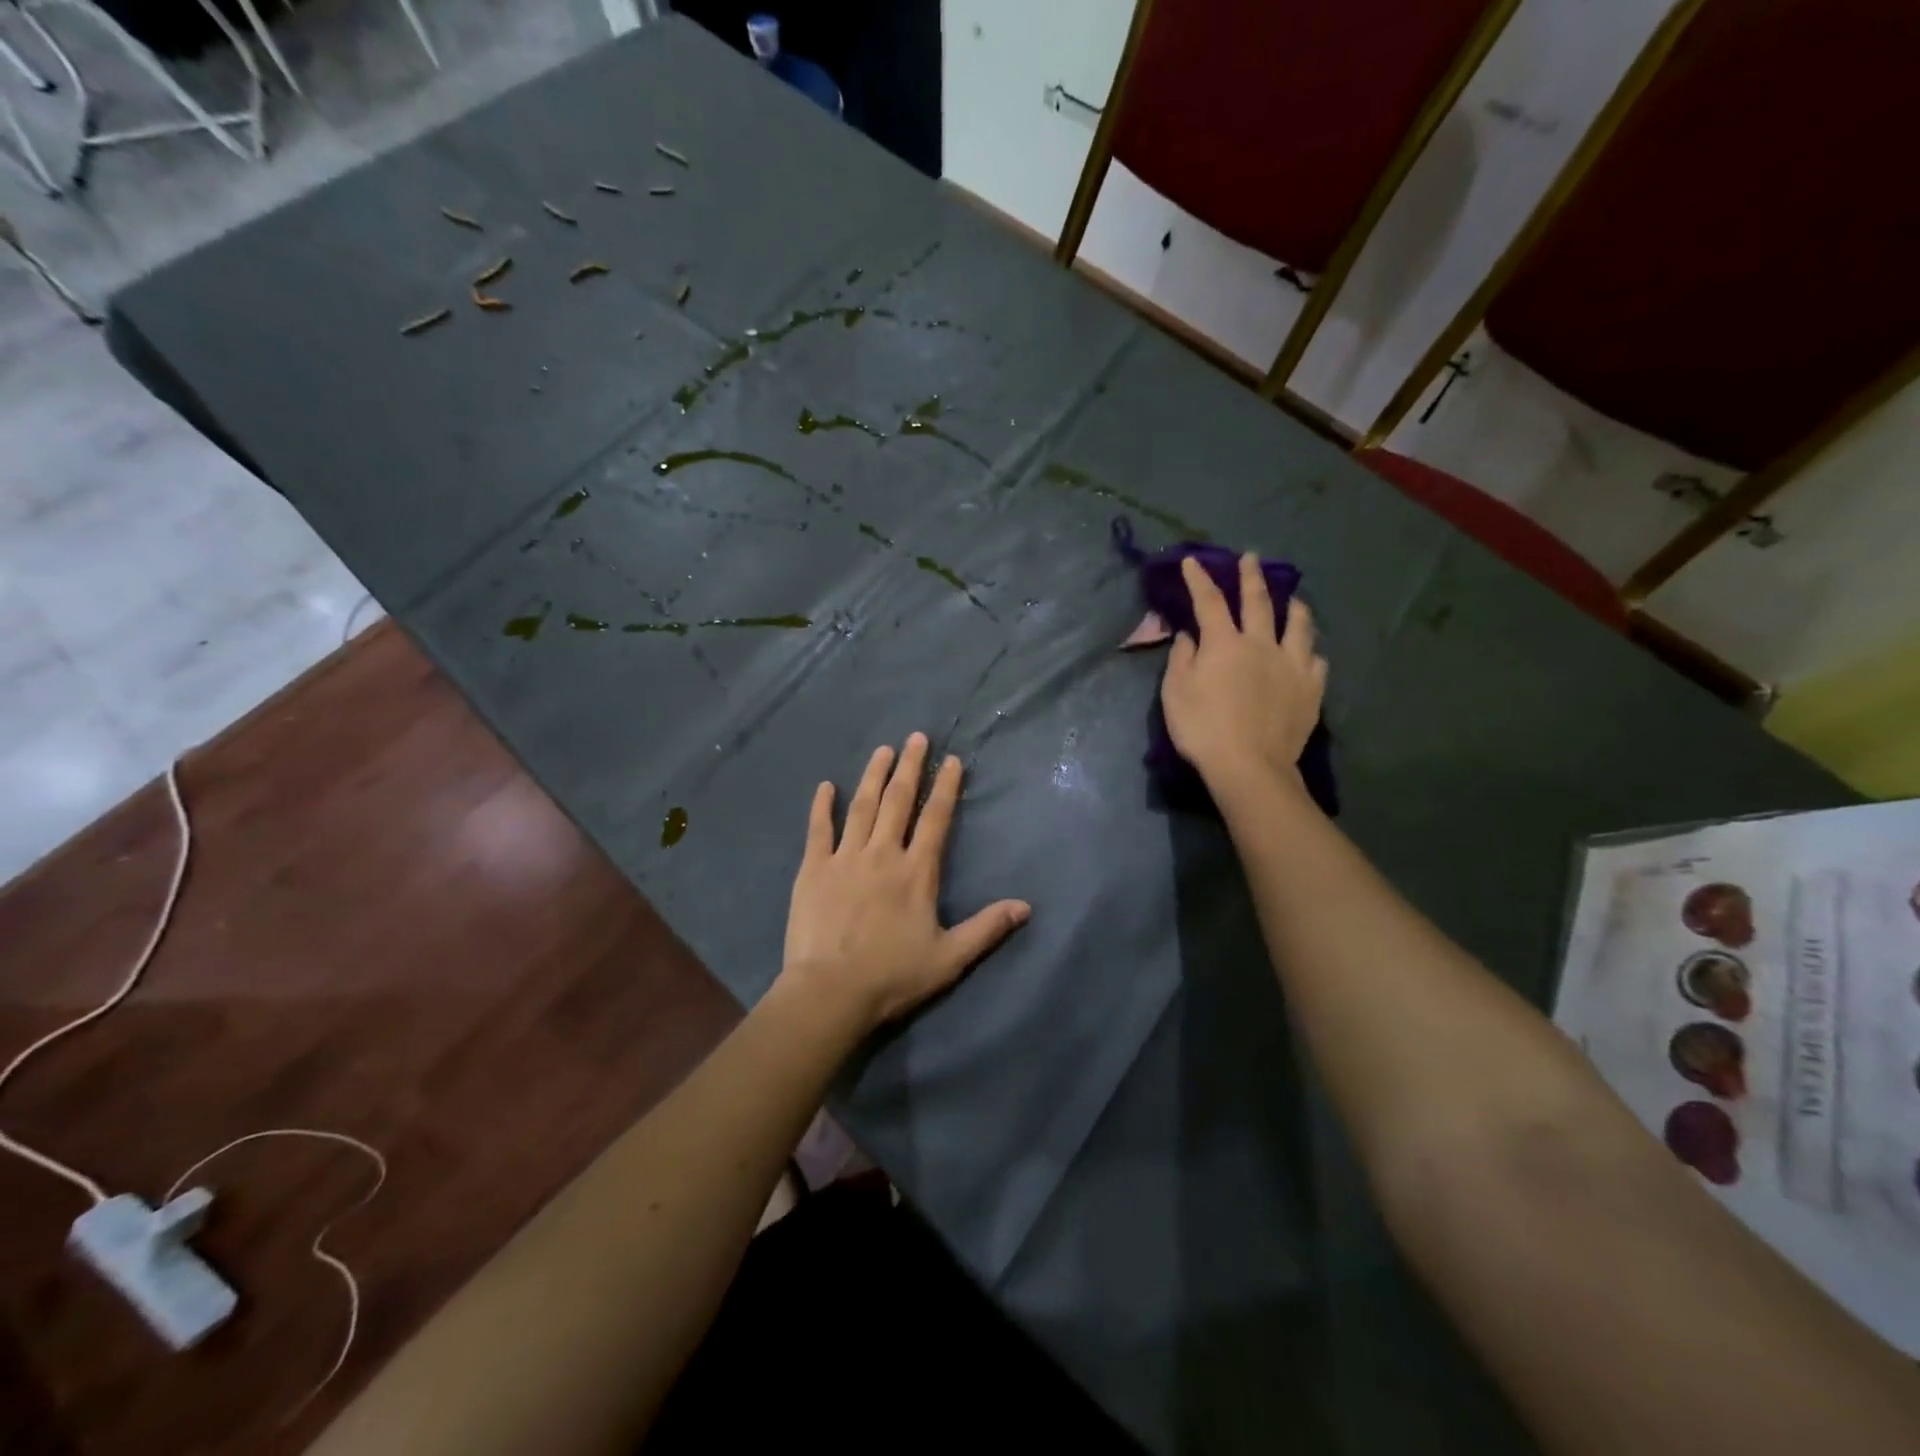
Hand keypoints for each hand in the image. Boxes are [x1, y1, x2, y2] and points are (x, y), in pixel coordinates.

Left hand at [779, 733, 1030, 1031]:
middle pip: (898, 801)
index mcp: (916, 872)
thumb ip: (987, 928)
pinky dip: (821, 807)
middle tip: (916, 737)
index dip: (946, 788)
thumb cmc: (893, 976)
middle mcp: (882, 854)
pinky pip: (818, 830)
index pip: (935, 820)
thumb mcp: (949, 958)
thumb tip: (1026, 906)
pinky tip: (824, 786)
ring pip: (862, 807)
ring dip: (873, 776)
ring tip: (882, 750)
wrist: (831, 992)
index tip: (951, 760)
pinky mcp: (813, 870)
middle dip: (910, 767)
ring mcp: (845, 858)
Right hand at [1160, 553, 1327, 796]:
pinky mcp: (1311, 689)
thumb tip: (1190, 635)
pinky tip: (1308, 654)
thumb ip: (1182, 658)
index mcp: (1224, 644)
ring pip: (1298, 625)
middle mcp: (1261, 644)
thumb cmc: (1203, 729)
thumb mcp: (1176, 692)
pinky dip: (1310, 652)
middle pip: (1258, 602)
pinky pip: (1316, 661)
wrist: (1249, 766)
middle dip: (1251, 577)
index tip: (1193, 561)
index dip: (1200, 579)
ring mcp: (1292, 665)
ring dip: (1294, 607)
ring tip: (1294, 599)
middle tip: (1251, 558)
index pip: (1209, 602)